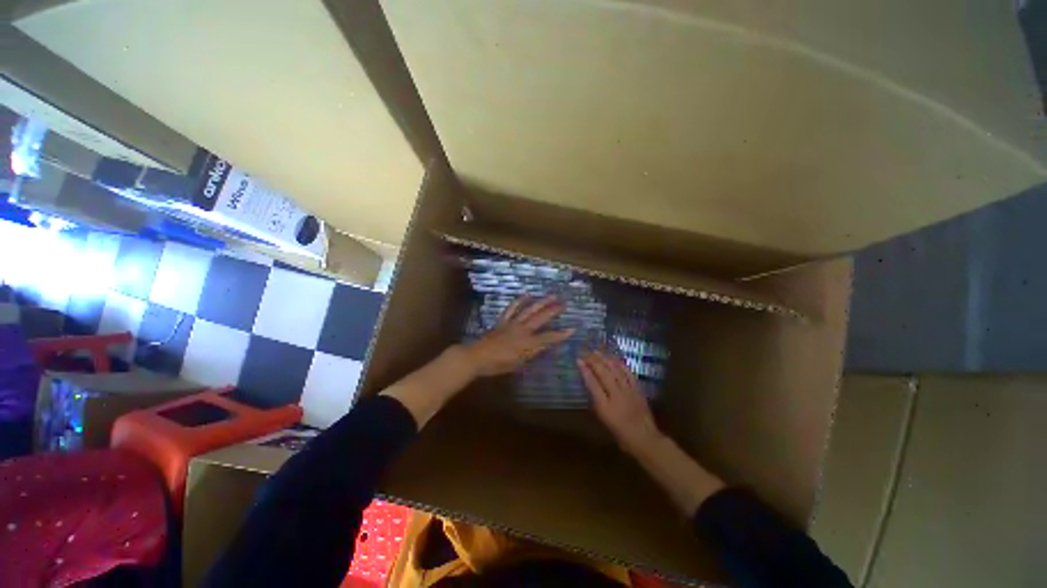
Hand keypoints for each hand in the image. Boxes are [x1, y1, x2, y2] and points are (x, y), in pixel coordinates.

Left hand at [461, 296, 573, 376]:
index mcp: (527, 343)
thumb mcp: (519, 364)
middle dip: (553, 311)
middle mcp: (522, 330)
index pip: (548, 337)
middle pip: (540, 318)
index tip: (572, 329)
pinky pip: (512, 309)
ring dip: (541, 302)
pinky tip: (526, 295)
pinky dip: (519, 301)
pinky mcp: (503, 321)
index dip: (561, 334)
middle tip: (564, 304)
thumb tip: (544, 346)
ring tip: (551, 296)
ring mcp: (512, 323)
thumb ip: (532, 353)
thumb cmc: (498, 364)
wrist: (478, 356)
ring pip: (529, 310)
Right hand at [578, 351, 662, 453]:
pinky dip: (620, 365)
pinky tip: (615, 359)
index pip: (592, 384)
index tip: (578, 360)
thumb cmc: (620, 433)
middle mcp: (616, 396)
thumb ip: (596, 401)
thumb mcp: (603, 419)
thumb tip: (591, 385)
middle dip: (594, 361)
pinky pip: (628, 374)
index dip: (585, 370)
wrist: (644, 438)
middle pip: (603, 373)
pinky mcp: (638, 390)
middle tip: (586, 352)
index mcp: (605, 406)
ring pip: (616, 371)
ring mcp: (628, 391)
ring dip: (605, 359)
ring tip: (597, 352)